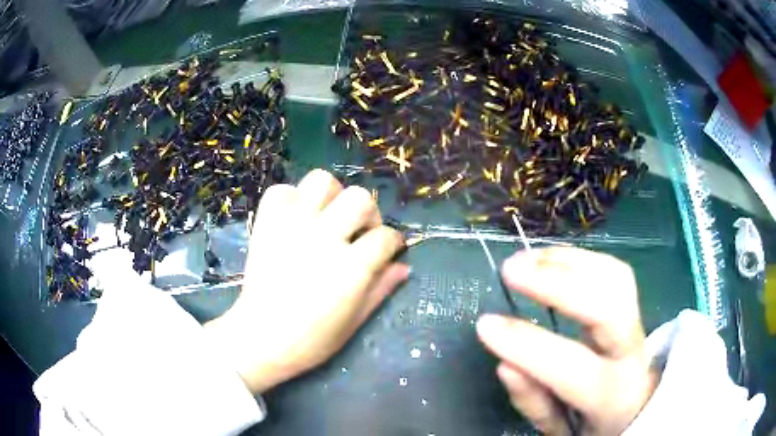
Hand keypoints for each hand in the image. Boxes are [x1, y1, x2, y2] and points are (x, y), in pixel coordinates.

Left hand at [205, 169, 408, 393]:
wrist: (261, 338)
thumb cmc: (312, 339)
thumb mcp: (355, 321)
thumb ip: (381, 289)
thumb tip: (403, 267)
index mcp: (351, 268)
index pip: (386, 237)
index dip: (393, 242)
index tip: (390, 249)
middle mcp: (324, 238)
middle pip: (359, 198)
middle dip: (368, 213)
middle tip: (359, 232)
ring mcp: (293, 226)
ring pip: (321, 181)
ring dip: (331, 196)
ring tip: (328, 217)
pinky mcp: (267, 224)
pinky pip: (282, 191)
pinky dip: (292, 199)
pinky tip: (296, 218)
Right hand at [476, 247, 658, 434]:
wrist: (636, 404)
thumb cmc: (594, 422)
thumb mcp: (559, 429)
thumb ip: (534, 402)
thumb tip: (505, 364)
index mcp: (609, 394)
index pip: (568, 365)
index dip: (526, 343)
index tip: (486, 324)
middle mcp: (631, 351)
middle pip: (608, 306)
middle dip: (559, 283)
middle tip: (512, 270)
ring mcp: (637, 321)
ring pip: (615, 278)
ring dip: (568, 262)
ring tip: (526, 259)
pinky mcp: (633, 303)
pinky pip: (612, 271)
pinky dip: (578, 258)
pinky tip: (550, 258)